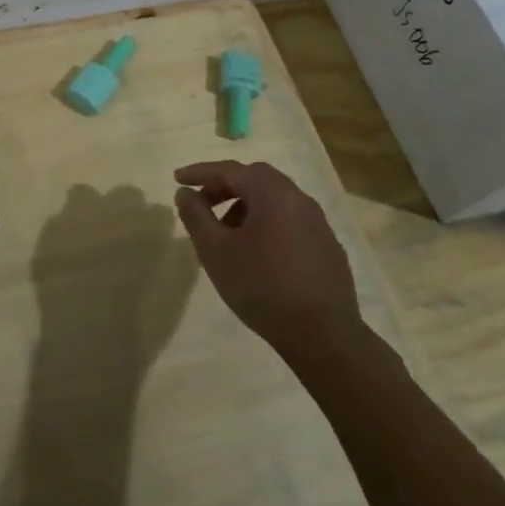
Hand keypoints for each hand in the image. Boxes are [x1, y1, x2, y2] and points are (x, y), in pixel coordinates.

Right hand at [173, 160, 362, 357]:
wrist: (322, 335)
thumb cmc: (261, 286)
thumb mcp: (215, 250)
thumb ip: (196, 215)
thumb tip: (186, 192)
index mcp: (273, 193)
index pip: (230, 170)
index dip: (200, 173)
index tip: (177, 179)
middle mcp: (299, 199)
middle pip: (256, 179)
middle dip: (224, 186)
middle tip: (201, 203)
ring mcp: (318, 223)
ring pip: (274, 201)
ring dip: (245, 207)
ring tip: (225, 234)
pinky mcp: (327, 247)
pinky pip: (289, 221)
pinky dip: (265, 224)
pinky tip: (255, 253)